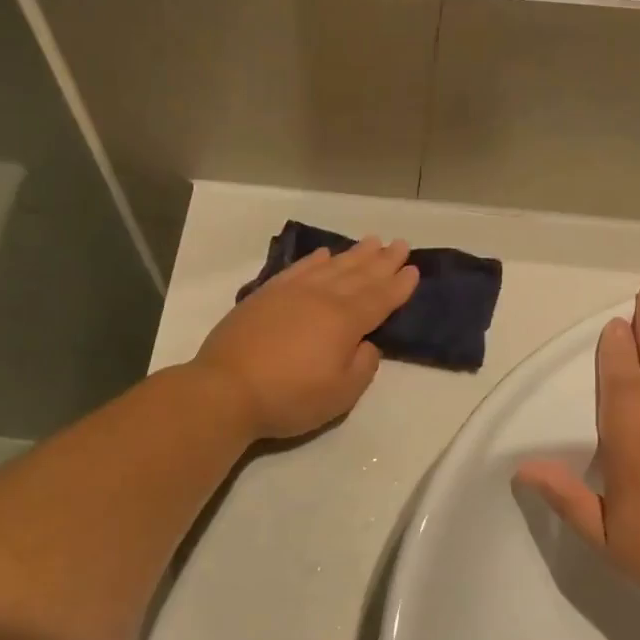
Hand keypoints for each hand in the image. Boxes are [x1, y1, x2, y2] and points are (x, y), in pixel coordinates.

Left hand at [194, 238, 419, 440]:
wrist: (226, 389)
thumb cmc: (289, 397)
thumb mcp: (340, 395)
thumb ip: (362, 366)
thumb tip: (365, 343)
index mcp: (344, 321)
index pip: (379, 298)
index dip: (398, 285)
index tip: (413, 269)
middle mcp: (321, 298)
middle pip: (359, 275)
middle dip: (382, 261)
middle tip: (400, 244)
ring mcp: (290, 292)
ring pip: (330, 266)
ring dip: (353, 254)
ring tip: (371, 241)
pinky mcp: (265, 295)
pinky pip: (298, 269)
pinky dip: (314, 260)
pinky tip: (323, 254)